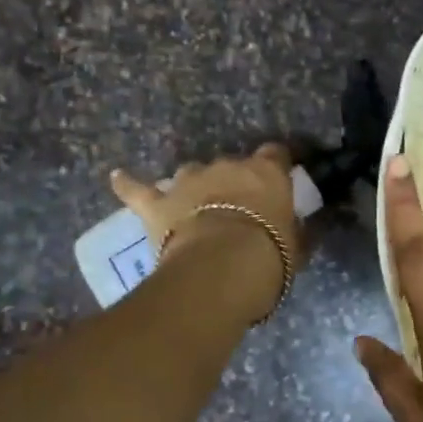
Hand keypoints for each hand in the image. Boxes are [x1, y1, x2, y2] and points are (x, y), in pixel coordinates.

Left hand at [111, 145, 307, 316]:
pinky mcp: (158, 204)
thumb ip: (298, 231)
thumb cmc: (269, 254)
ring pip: (192, 172)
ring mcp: (189, 181)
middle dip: (234, 182)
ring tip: (197, 204)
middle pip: (232, 165)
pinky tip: (118, 177)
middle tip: (240, 208)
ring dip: (196, 185)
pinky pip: (138, 190)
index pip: (277, 153)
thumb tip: (304, 228)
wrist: (220, 268)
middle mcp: (227, 166)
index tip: (281, 178)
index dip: (277, 165)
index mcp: (267, 172)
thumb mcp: (297, 245)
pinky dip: (128, 184)